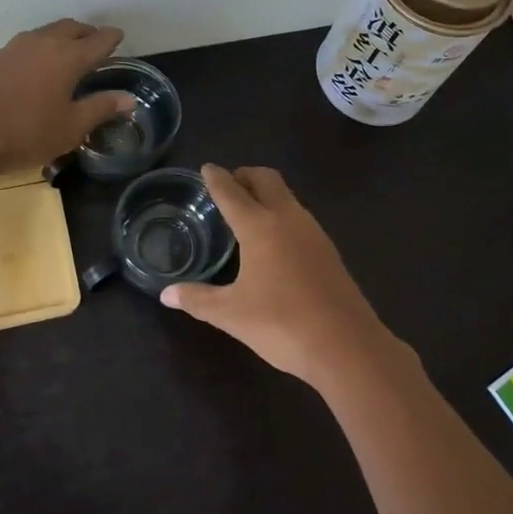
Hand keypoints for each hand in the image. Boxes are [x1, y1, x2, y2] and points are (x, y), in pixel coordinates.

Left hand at [0, 19, 136, 177]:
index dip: (111, 39)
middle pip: (71, 28)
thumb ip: (101, 108)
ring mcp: (17, 47)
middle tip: (98, 42)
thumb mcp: (72, 126)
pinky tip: (43, 63)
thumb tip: (129, 99)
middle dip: (88, 33)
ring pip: (48, 32)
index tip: (120, 36)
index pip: (98, 41)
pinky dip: (45, 45)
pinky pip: (31, 42)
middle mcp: (44, 43)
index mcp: (68, 57)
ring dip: (64, 36)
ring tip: (72, 51)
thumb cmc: (27, 132)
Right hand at [162, 164, 407, 392]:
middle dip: (246, 175)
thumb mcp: (231, 314)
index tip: (207, 168)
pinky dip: (281, 214)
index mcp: (260, 226)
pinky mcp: (328, 251)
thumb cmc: (281, 323)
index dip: (216, 178)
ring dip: (267, 193)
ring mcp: (314, 233)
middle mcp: (288, 219)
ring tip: (247, 210)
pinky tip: (273, 240)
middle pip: (266, 180)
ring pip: (287, 197)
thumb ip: (197, 299)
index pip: (232, 192)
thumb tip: (166, 294)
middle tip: (228, 183)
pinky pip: (299, 217)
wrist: (346, 346)